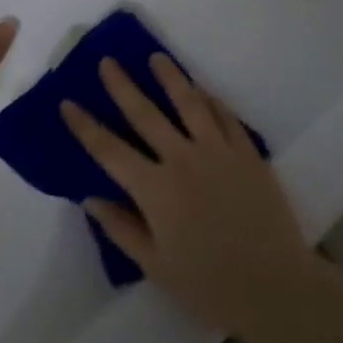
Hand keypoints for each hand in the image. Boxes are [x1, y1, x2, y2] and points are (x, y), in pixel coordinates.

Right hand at [62, 55, 326, 342]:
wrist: (274, 285)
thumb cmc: (208, 284)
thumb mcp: (155, 266)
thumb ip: (121, 228)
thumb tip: (91, 198)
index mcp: (155, 189)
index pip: (109, 150)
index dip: (85, 126)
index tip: (67, 103)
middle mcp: (182, 159)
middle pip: (145, 114)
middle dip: (122, 86)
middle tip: (108, 62)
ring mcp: (217, 151)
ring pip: (189, 103)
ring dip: (169, 77)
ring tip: (156, 58)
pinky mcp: (246, 152)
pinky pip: (224, 116)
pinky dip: (210, 99)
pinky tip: (201, 89)